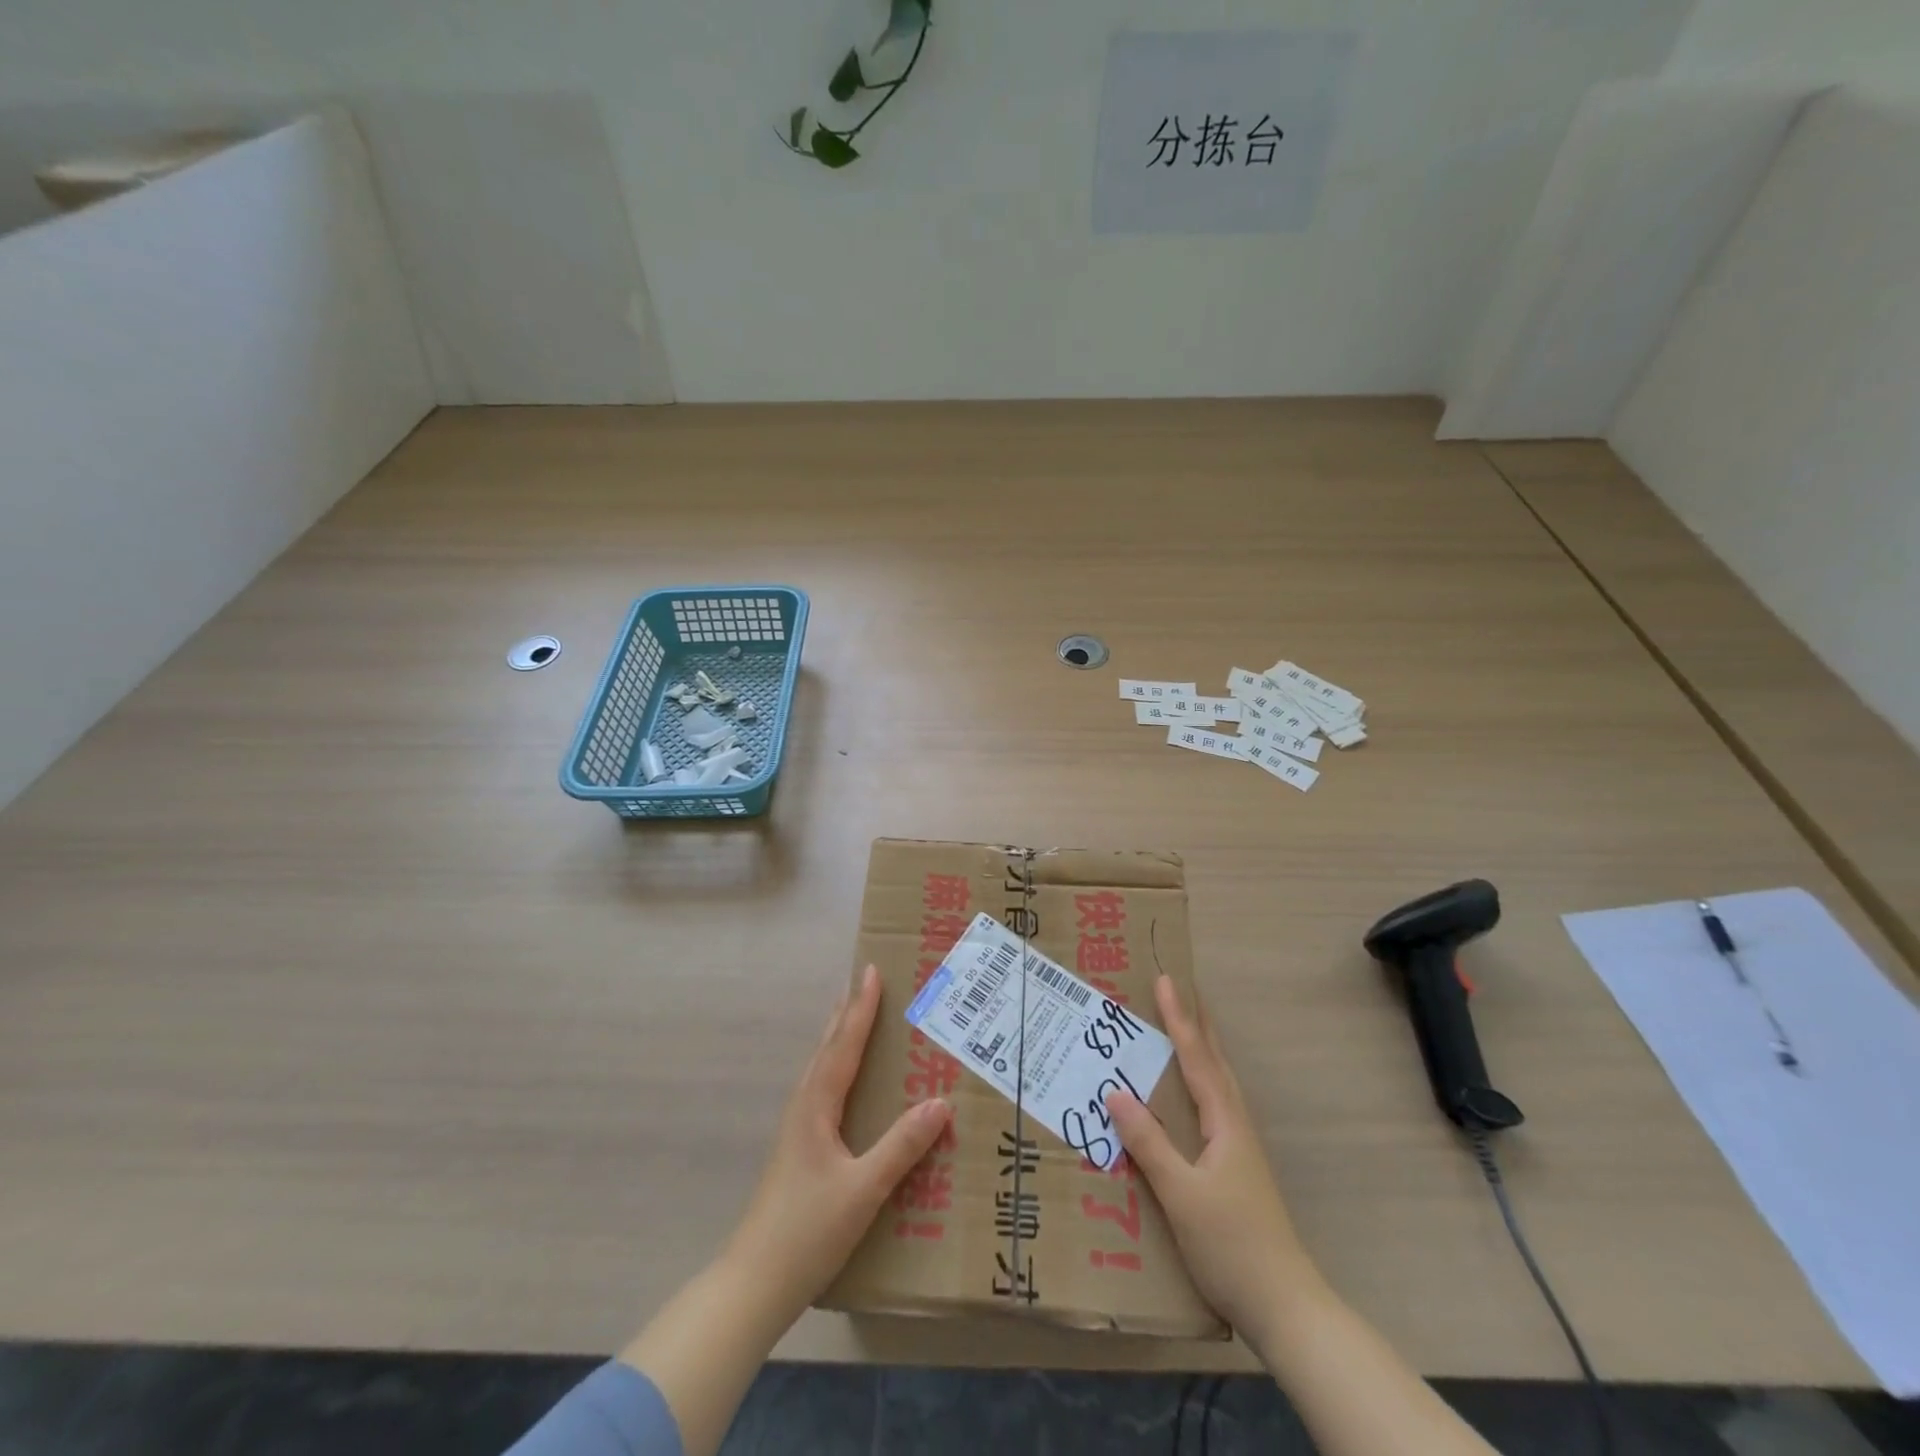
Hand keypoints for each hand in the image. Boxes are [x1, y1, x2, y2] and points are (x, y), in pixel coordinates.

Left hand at [723, 964, 951, 1315]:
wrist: (754, 1283)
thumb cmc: (808, 1231)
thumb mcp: (864, 1189)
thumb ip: (901, 1146)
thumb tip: (940, 1103)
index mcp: (816, 1106)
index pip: (844, 1044)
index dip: (861, 1008)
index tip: (872, 971)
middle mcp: (804, 1107)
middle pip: (828, 1047)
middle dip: (847, 1012)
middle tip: (865, 981)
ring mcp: (797, 1129)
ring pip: (821, 1067)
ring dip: (840, 1036)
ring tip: (855, 1015)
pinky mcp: (799, 1148)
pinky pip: (823, 1088)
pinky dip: (838, 1065)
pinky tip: (846, 1081)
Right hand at [1105, 975, 1321, 1341]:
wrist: (1285, 1307)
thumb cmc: (1231, 1244)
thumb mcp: (1181, 1193)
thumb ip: (1148, 1142)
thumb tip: (1115, 1090)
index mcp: (1225, 1122)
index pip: (1197, 1058)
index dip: (1179, 1018)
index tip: (1166, 980)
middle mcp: (1236, 1125)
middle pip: (1215, 1062)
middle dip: (1196, 1024)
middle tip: (1180, 990)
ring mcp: (1239, 1148)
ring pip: (1218, 1084)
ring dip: (1201, 1050)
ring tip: (1184, 1028)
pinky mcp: (1236, 1168)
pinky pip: (1213, 1106)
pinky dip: (1199, 1082)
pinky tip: (1187, 1097)